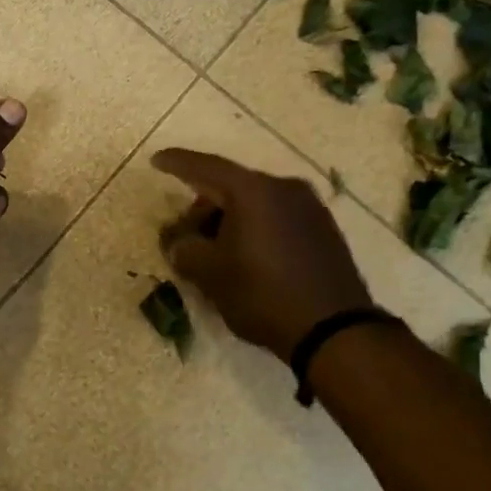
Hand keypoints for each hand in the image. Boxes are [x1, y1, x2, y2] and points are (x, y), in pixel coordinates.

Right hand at [152, 149, 371, 360]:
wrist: (334, 330)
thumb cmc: (262, 294)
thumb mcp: (210, 274)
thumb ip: (184, 249)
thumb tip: (179, 242)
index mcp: (253, 191)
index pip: (206, 167)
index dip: (177, 163)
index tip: (156, 160)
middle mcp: (284, 188)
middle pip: (231, 187)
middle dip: (202, 208)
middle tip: (183, 237)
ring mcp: (309, 208)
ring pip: (255, 204)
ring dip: (228, 221)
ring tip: (214, 254)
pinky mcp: (323, 230)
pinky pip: (276, 219)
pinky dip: (253, 230)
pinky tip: (245, 258)